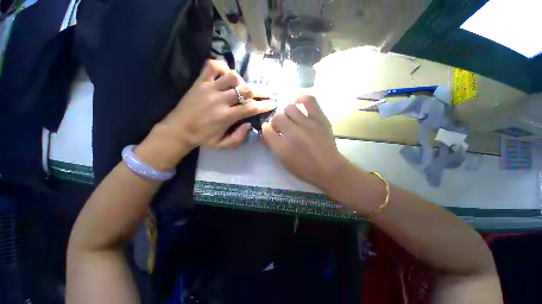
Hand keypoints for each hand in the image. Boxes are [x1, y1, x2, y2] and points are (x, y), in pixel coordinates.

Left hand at [137, 60, 275, 169]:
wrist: (178, 129)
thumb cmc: (203, 138)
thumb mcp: (223, 145)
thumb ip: (239, 138)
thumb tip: (248, 124)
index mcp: (226, 116)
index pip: (251, 108)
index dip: (264, 105)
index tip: (272, 103)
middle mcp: (220, 100)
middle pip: (245, 90)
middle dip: (260, 91)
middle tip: (266, 93)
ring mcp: (209, 88)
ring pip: (232, 76)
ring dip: (242, 81)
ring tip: (243, 88)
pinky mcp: (200, 82)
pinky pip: (212, 66)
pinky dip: (222, 66)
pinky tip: (226, 74)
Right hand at [262, 95, 345, 193]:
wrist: (329, 168)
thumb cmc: (305, 169)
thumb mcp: (284, 161)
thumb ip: (274, 145)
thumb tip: (267, 133)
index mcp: (281, 146)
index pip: (266, 129)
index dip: (267, 129)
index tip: (271, 131)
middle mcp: (292, 132)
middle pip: (277, 117)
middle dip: (277, 122)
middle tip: (283, 127)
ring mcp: (307, 123)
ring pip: (289, 107)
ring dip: (287, 114)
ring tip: (292, 119)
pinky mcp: (319, 118)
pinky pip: (309, 100)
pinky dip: (301, 98)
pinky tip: (299, 103)